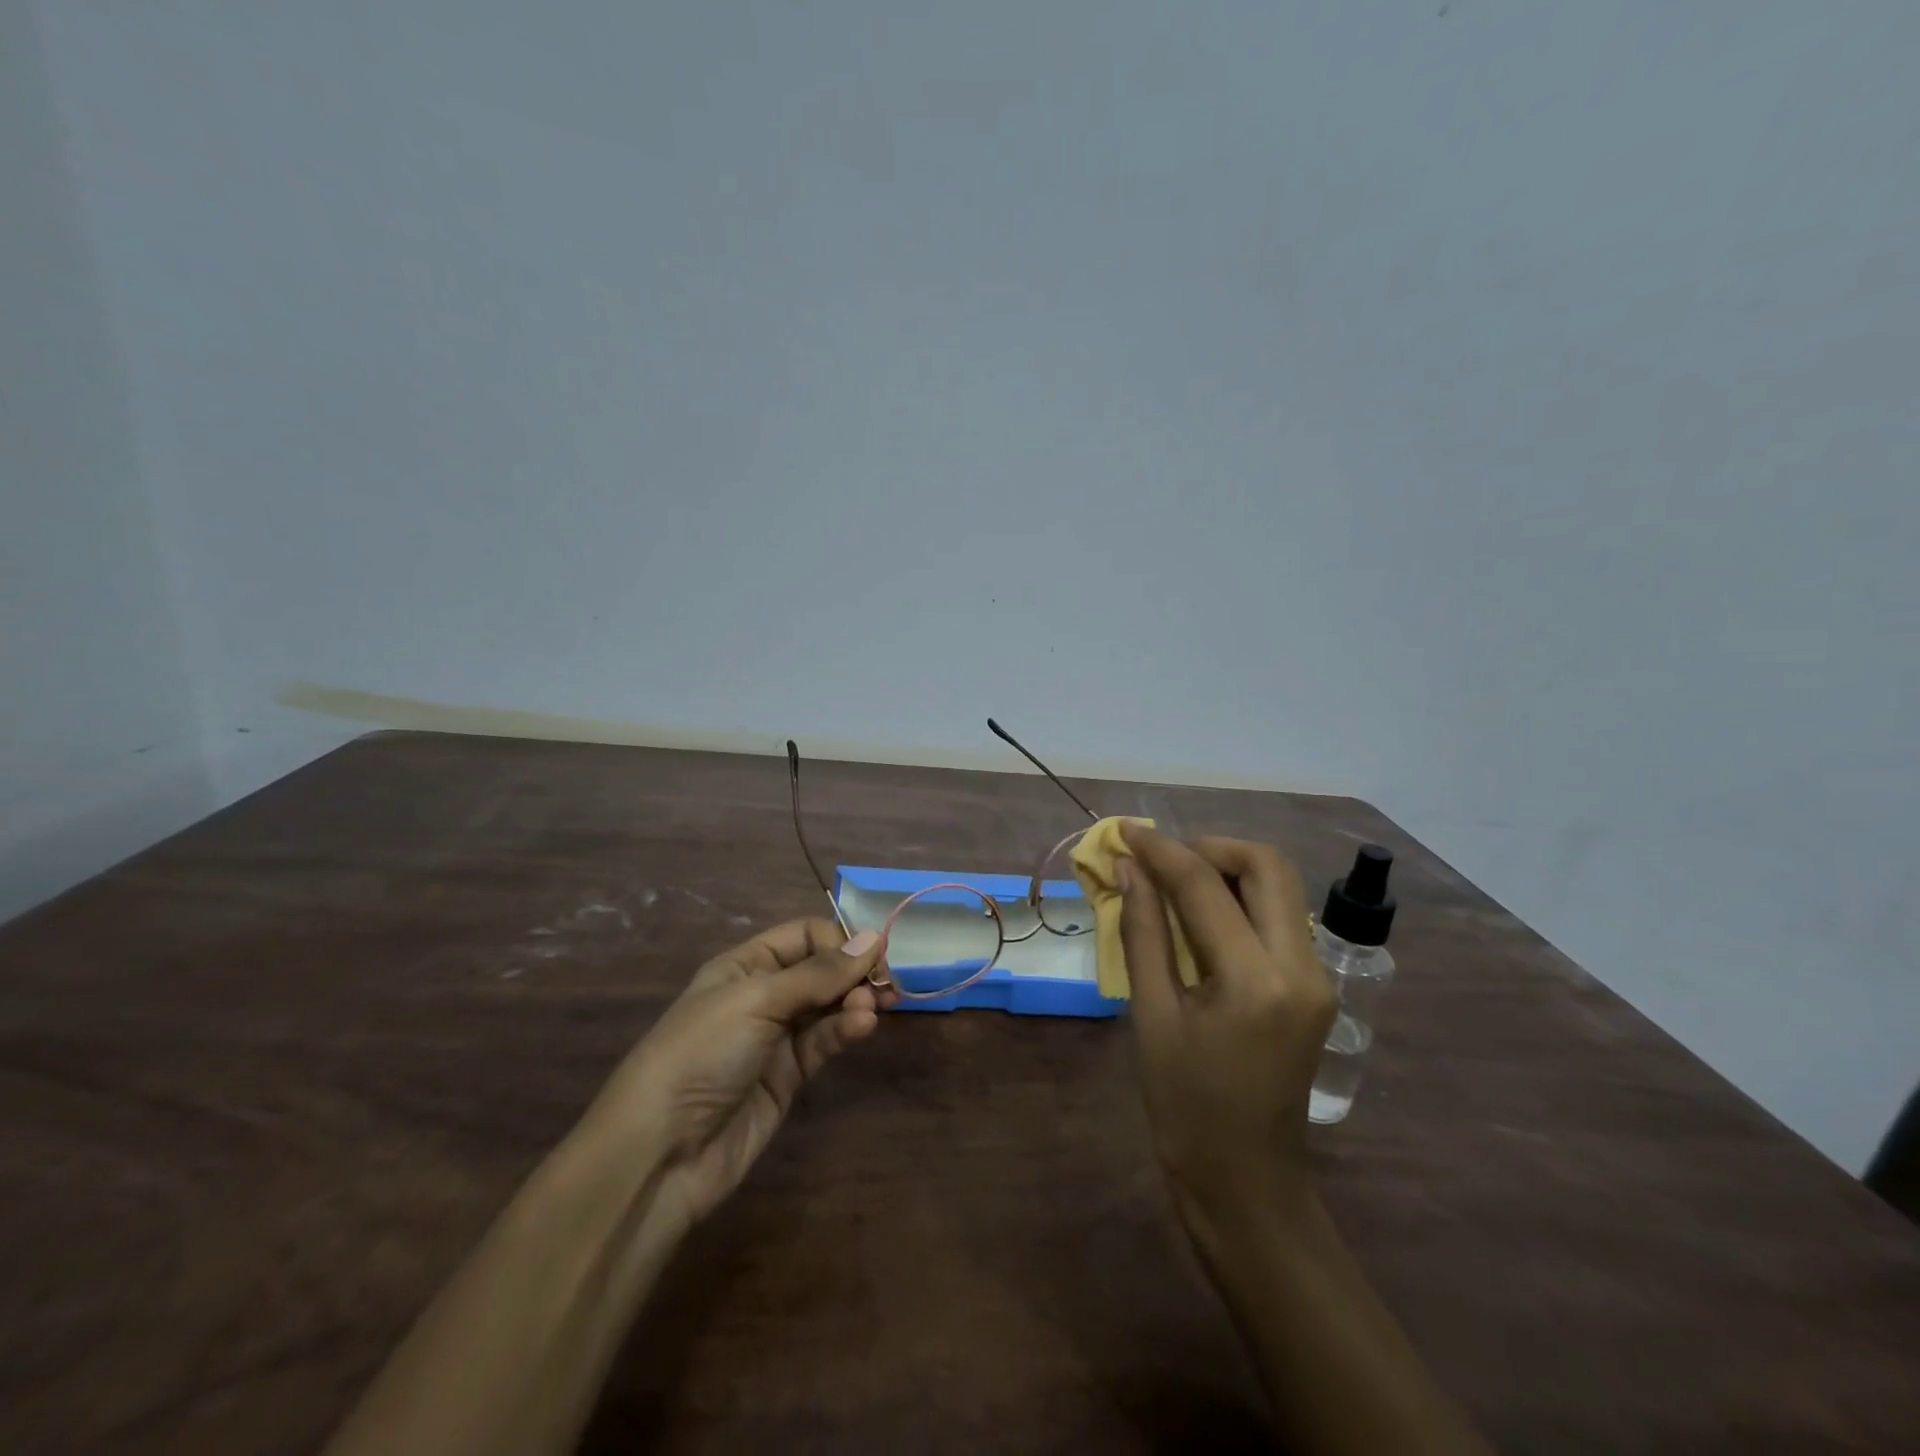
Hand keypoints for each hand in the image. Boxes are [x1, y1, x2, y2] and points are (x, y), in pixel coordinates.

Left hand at [583, 919, 894, 1228]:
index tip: (872, 953)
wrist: (661, 1152)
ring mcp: (775, 1038)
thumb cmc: (702, 1052)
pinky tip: (863, 1026)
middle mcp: (762, 995)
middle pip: (821, 970)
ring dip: (854, 1001)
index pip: (803, 936)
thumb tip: (872, 938)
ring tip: (874, 1007)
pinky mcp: (788, 1077)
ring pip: (828, 1007)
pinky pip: (824, 1042)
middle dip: (853, 972)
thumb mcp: (758, 1000)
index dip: (838, 940)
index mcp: (745, 965)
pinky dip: (845, 1030)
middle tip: (884, 983)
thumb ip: (818, 973)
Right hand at [1116, 825, 1334, 1238]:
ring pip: (1279, 886)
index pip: (1205, 887)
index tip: (1125, 832)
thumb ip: (1142, 932)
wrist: (1247, 1180)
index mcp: (1255, 982)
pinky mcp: (1316, 985)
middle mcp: (1301, 968)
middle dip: (1210, 848)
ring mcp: (1317, 976)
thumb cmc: (1185, 1106)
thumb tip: (1128, 869)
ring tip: (1175, 882)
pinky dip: (1240, 898)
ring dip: (1227, 869)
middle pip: (1267, 865)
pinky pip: (1280, 915)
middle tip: (1162, 861)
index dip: (1161, 850)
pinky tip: (1201, 915)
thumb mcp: (1152, 1016)